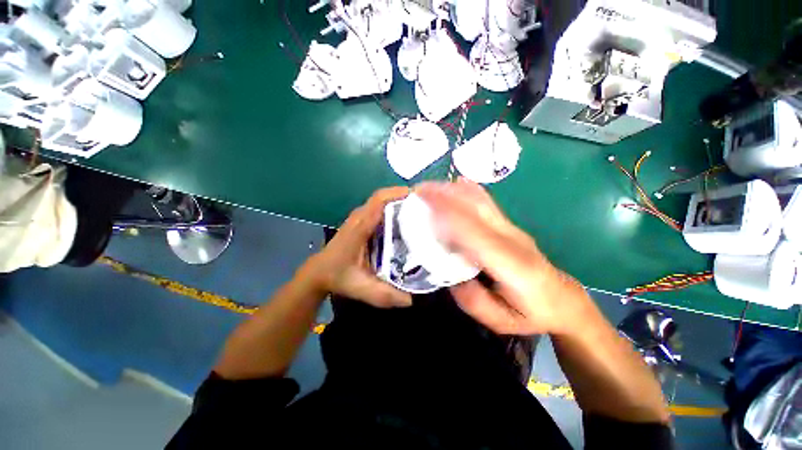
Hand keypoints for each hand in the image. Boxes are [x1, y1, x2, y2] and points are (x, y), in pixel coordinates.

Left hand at [301, 186, 412, 307]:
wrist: (319, 272)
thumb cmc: (338, 277)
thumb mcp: (361, 288)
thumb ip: (385, 295)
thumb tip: (412, 300)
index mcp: (360, 227)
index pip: (379, 201)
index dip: (398, 194)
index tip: (420, 197)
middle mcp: (360, 217)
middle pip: (383, 197)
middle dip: (404, 197)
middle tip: (426, 207)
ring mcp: (359, 217)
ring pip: (382, 201)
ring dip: (399, 202)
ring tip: (420, 212)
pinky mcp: (361, 221)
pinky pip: (379, 209)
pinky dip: (393, 209)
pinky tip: (406, 222)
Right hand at [415, 179, 589, 335]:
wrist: (563, 300)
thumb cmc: (531, 314)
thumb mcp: (500, 321)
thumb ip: (471, 299)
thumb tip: (448, 273)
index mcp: (512, 266)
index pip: (476, 236)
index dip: (450, 218)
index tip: (425, 208)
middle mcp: (512, 240)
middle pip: (477, 210)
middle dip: (446, 197)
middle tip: (419, 191)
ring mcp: (513, 229)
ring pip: (482, 202)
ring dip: (454, 191)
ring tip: (430, 186)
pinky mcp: (511, 226)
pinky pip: (489, 204)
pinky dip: (472, 191)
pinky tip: (460, 182)